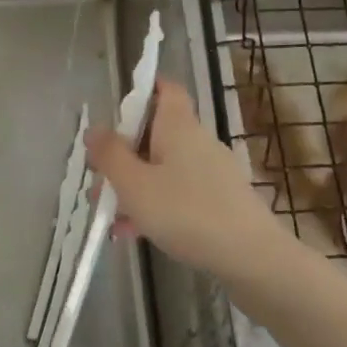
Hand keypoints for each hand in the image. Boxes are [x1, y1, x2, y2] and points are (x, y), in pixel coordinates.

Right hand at [86, 79, 287, 287]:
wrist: (251, 258)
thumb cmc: (186, 213)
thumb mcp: (134, 184)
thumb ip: (110, 155)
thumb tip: (94, 129)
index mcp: (178, 126)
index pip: (165, 89)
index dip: (142, 90)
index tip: (115, 112)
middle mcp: (197, 141)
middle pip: (155, 133)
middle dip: (123, 154)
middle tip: (98, 182)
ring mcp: (212, 172)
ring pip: (163, 167)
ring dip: (135, 185)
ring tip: (110, 216)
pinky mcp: (220, 200)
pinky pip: (178, 192)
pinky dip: (155, 204)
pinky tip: (135, 233)